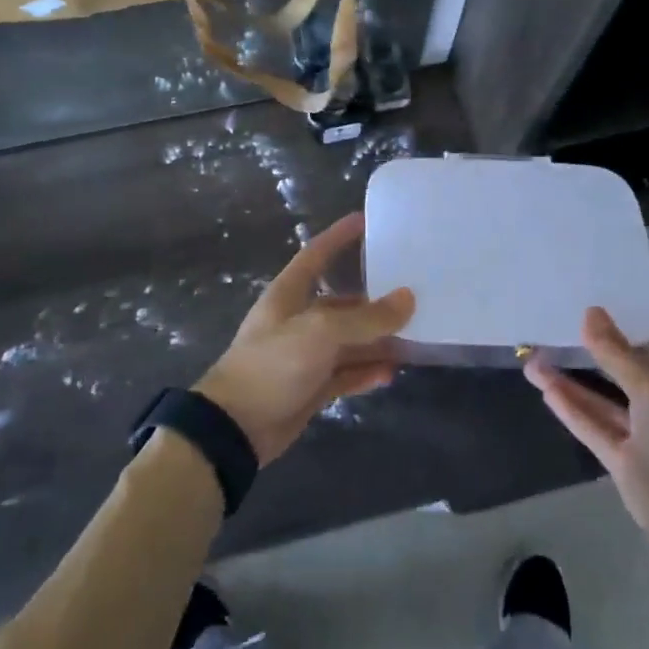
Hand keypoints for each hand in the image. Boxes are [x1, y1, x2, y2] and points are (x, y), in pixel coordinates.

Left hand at [195, 213, 413, 464]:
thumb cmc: (272, 364)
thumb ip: (366, 318)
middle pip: (342, 302)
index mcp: (289, 294)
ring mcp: (305, 354)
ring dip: (376, 339)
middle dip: (374, 299)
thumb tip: (408, 298)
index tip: (365, 220)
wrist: (235, 427)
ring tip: (413, 336)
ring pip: (348, 340)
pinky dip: (366, 371)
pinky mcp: (310, 386)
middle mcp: (298, 319)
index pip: (316, 254)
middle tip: (412, 292)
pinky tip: (391, 372)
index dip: (338, 236)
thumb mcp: (320, 333)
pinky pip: (346, 373)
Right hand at [525, 278, 648, 563]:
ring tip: (537, 347)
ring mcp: (646, 427)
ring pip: (605, 392)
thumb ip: (618, 353)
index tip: (633, 268)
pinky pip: (593, 422)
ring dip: (575, 373)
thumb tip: (590, 312)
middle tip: (573, 300)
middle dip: (608, 332)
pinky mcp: (626, 456)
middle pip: (636, 355)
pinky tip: (543, 384)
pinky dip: (571, 405)